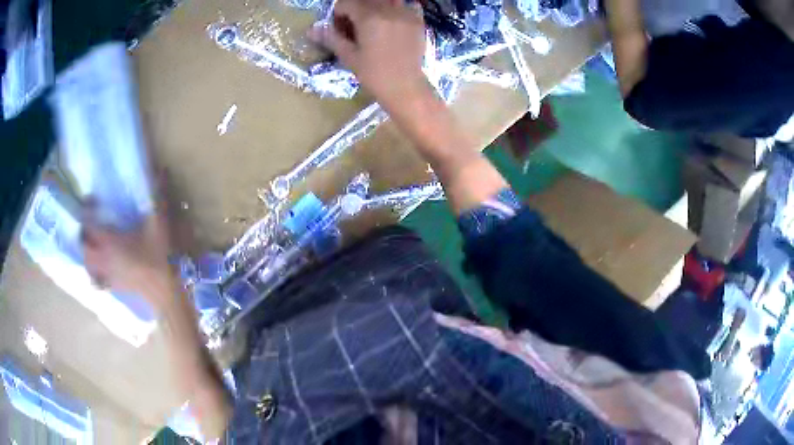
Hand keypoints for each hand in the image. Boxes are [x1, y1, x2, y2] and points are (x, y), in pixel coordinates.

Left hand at [81, 203, 174, 308]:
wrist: (166, 291)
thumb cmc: (159, 257)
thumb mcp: (158, 224)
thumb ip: (157, 197)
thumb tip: (163, 169)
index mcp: (109, 241)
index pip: (88, 223)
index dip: (86, 209)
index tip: (91, 199)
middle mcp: (103, 257)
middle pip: (83, 245)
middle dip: (84, 233)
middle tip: (91, 223)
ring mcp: (107, 274)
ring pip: (87, 264)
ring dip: (86, 253)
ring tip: (92, 244)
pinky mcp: (114, 286)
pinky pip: (96, 280)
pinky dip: (94, 272)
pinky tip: (100, 268)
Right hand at [308, 0, 430, 110]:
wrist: (405, 87)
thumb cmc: (374, 74)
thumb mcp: (349, 56)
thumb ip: (331, 38)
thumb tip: (310, 30)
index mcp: (369, 17)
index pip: (346, 3)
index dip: (338, 15)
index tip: (340, 30)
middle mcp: (388, 10)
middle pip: (366, 0)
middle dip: (356, 9)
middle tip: (355, 28)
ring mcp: (406, 14)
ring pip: (387, 0)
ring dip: (376, 7)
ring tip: (374, 24)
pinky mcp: (418, 21)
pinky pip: (408, 5)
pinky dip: (398, 9)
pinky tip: (394, 22)